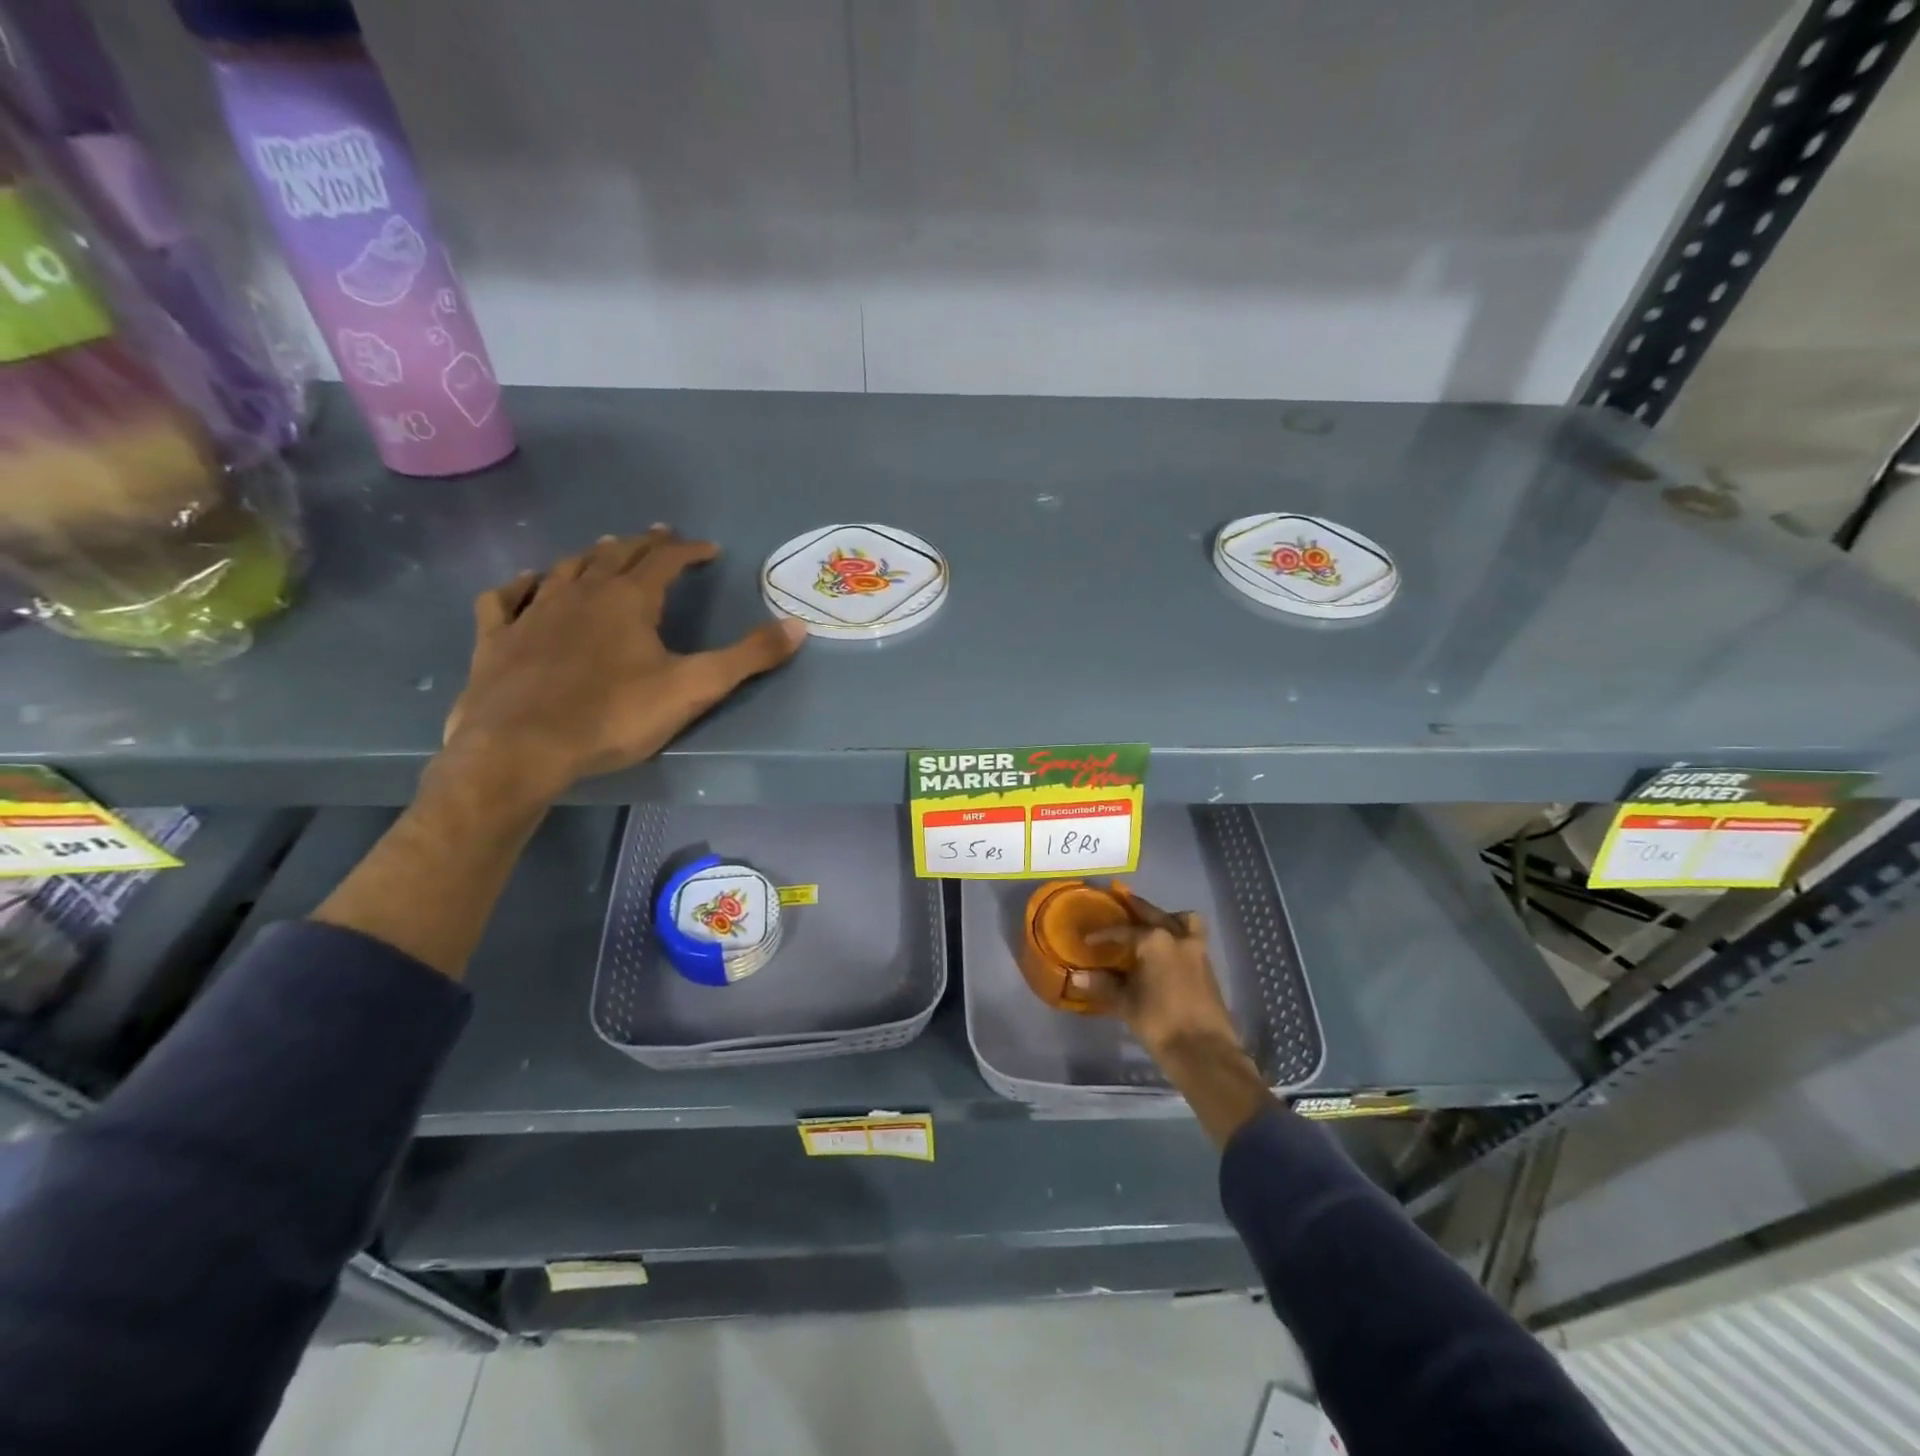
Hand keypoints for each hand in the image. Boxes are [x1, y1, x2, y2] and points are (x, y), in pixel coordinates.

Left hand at [441, 529, 805, 805]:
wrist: (521, 747)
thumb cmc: (614, 716)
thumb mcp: (694, 688)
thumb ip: (748, 657)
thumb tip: (798, 626)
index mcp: (629, 599)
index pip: (665, 561)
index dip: (689, 551)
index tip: (709, 549)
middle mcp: (581, 592)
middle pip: (616, 555)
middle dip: (644, 544)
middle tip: (661, 536)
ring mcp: (534, 611)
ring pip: (566, 568)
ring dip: (591, 555)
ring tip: (605, 549)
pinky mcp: (498, 638)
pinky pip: (508, 598)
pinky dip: (522, 585)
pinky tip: (527, 583)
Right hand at [1077, 899, 1241, 1060]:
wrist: (1204, 1051)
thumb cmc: (1159, 1023)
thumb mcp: (1126, 1003)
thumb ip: (1103, 985)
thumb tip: (1077, 977)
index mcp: (1155, 941)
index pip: (1124, 931)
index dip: (1104, 934)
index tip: (1089, 939)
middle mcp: (1178, 937)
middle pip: (1155, 914)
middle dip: (1137, 908)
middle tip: (1123, 902)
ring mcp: (1197, 950)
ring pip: (1183, 921)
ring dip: (1169, 917)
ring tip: (1155, 925)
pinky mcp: (1208, 966)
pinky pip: (1192, 937)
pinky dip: (1180, 935)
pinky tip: (1168, 951)